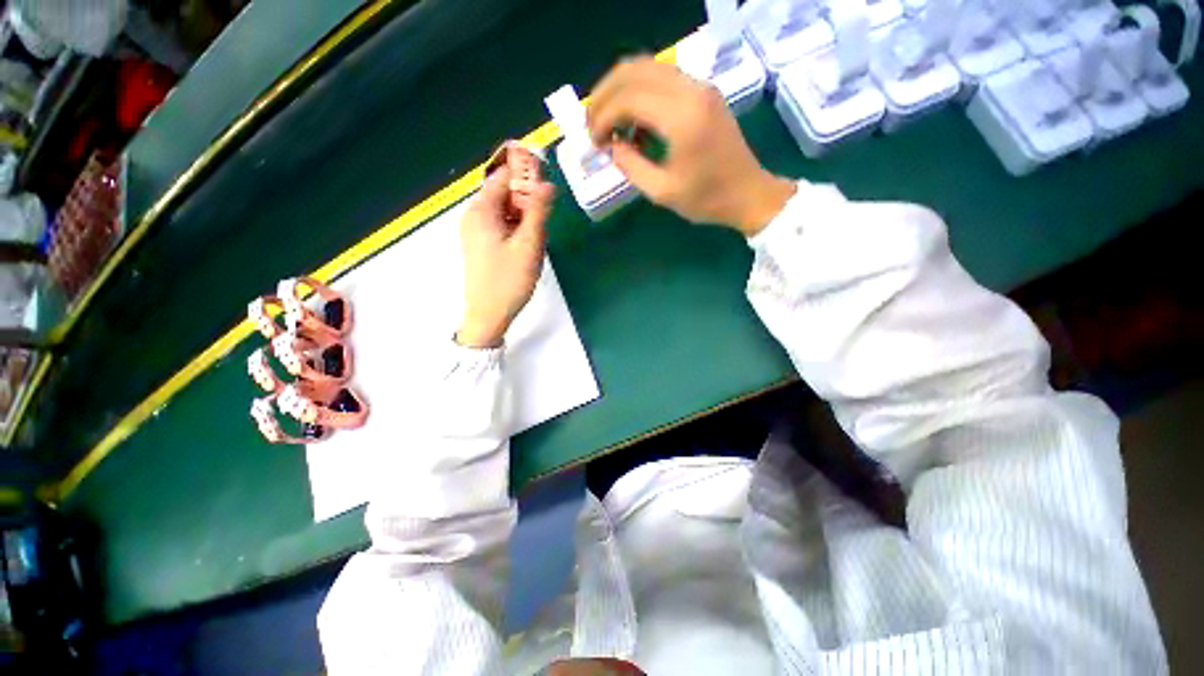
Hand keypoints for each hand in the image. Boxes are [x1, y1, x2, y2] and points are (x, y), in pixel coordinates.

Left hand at [457, 163, 554, 347]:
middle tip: (543, 225)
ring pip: (504, 211)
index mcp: (481, 210)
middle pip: (504, 193)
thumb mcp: (529, 246)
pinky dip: (516, 229)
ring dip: (524, 218)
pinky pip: (500, 226)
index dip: (527, 175)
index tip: (549, 187)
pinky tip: (526, 248)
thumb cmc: (509, 281)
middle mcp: (473, 215)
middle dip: (527, 202)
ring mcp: (474, 231)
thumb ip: (539, 212)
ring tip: (536, 241)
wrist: (488, 315)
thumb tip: (548, 183)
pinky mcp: (479, 244)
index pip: (504, 176)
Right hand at [587, 57, 794, 235]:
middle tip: (593, 124)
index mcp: (682, 118)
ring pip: (648, 67)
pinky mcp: (704, 92)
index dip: (603, 117)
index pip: (628, 98)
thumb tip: (611, 145)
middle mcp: (691, 90)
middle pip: (634, 70)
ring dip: (620, 90)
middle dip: (605, 94)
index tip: (594, 142)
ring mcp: (700, 87)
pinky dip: (640, 93)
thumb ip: (630, 166)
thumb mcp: (662, 192)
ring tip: (609, 122)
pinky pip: (663, 78)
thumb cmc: (706, 199)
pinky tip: (635, 123)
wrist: (748, 194)